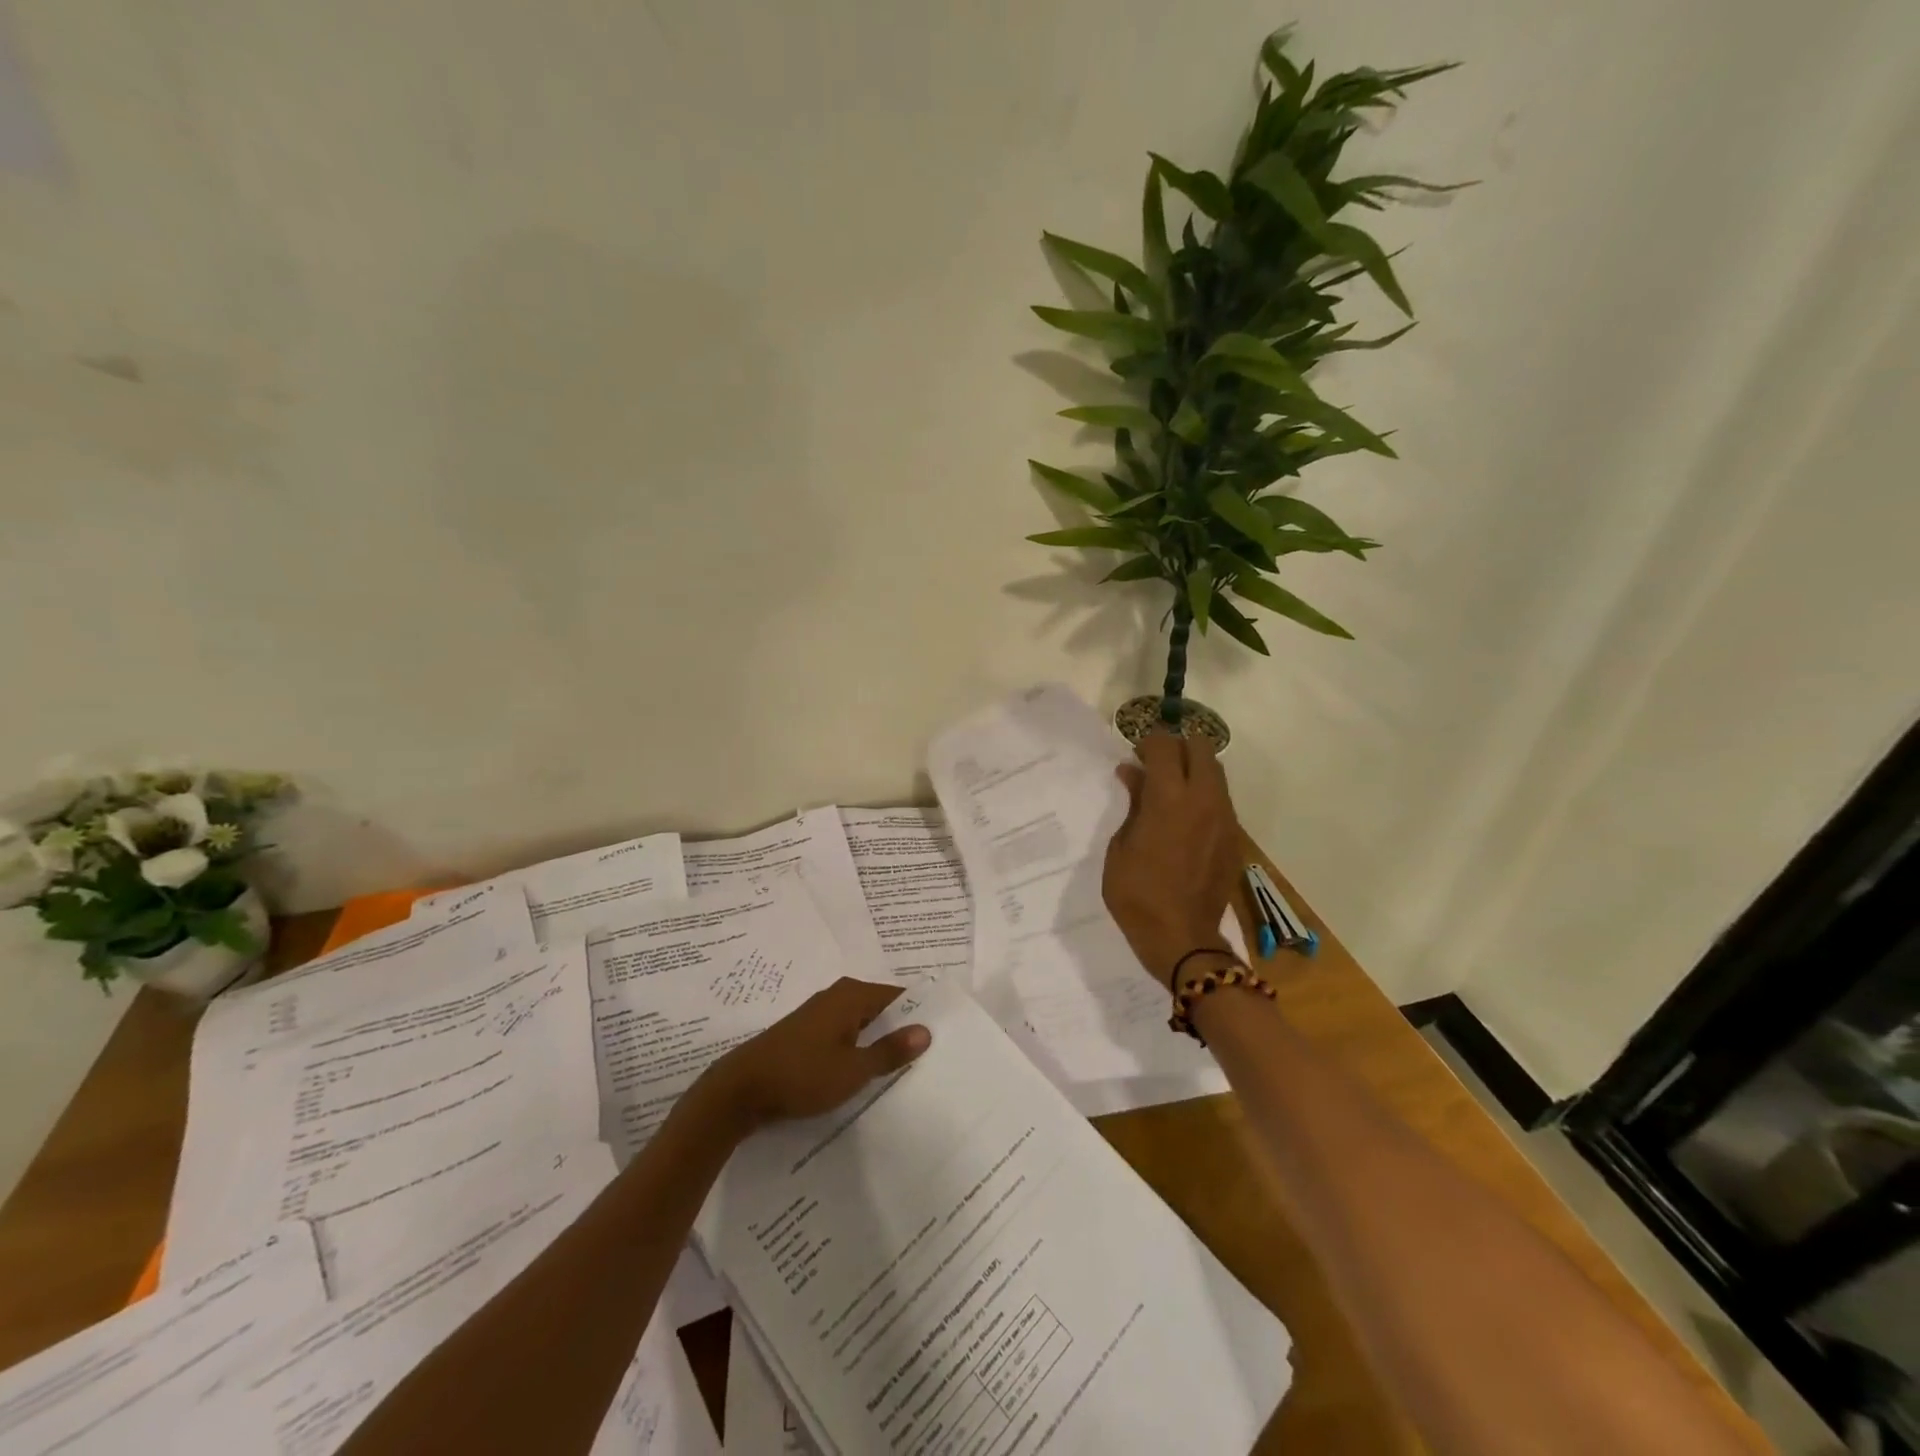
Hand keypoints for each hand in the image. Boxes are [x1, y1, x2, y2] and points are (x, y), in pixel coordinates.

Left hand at [704, 978, 930, 1133]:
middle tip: (928, 1056)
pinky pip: (844, 1035)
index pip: (897, 996)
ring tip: (902, 1069)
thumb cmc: (801, 1074)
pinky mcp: (806, 1035)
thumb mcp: (853, 1069)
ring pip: (861, 1024)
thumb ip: (890, 1051)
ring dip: (878, 1043)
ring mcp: (819, 1015)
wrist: (740, 1090)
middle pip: (880, 1009)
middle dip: (900, 1029)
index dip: (918, 1013)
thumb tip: (925, 1030)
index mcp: (852, 995)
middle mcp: (837, 997)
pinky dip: (857, 1050)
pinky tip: (865, 1073)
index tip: (941, 1035)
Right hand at [1104, 730, 1242, 987]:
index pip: (1165, 746)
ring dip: (1194, 770)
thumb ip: (1133, 804)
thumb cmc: (1137, 894)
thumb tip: (1133, 773)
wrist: (1182, 938)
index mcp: (1169, 799)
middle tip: (1156, 765)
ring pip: (1216, 772)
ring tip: (1170, 789)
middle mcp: (1203, 800)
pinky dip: (1203, 795)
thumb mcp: (1120, 847)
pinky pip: (1221, 800)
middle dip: (1178, 747)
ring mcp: (1224, 818)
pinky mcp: (1234, 837)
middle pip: (1201, 748)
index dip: (1148, 741)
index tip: (1135, 753)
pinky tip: (1184, 817)